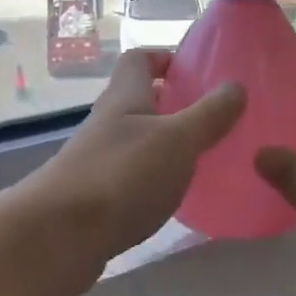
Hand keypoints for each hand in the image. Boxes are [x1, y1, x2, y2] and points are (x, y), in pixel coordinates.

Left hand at [19, 50, 243, 295]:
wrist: (59, 236)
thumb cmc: (122, 175)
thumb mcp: (177, 139)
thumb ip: (209, 114)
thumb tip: (236, 85)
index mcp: (125, 97)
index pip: (139, 60)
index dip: (166, 58)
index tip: (200, 73)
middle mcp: (109, 122)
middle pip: (141, 100)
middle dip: (176, 105)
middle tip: (218, 119)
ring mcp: (99, 160)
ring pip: (138, 140)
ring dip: (168, 145)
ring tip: (207, 158)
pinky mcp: (96, 196)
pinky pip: (133, 176)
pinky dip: (156, 179)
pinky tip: (178, 197)